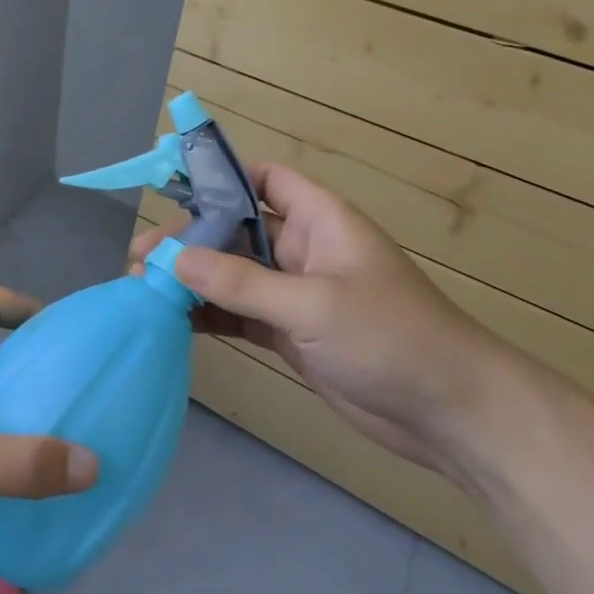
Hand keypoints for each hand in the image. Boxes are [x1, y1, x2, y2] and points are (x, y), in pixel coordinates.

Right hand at [132, 164, 512, 474]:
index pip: (266, 180)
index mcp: (320, 219)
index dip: (224, 179)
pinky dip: (209, 316)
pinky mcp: (290, 334)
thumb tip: (174, 259)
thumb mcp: (312, 304)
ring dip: (193, 281)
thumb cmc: (390, 337)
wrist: (451, 414)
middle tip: (143, 259)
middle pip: (236, 231)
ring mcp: (295, 294)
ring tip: (144, 290)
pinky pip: (240, 314)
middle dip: (191, 240)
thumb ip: (241, 283)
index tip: (174, 194)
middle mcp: (304, 249)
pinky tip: (173, 322)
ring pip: (233, 275)